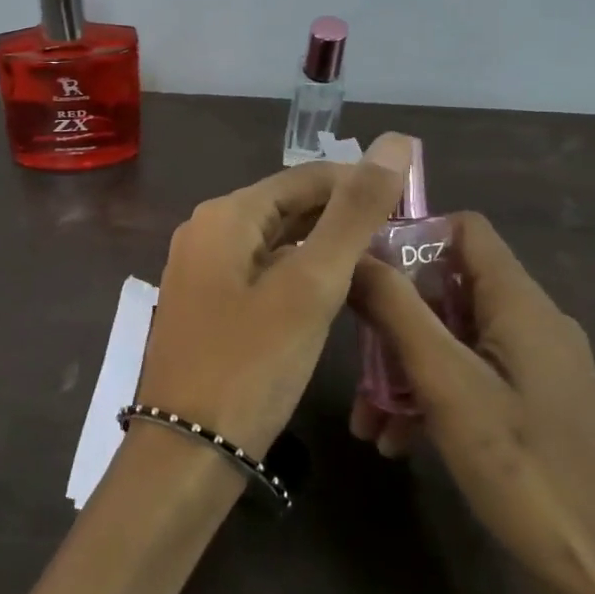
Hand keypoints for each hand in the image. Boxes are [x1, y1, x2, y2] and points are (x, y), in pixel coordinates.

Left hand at [137, 133, 412, 457]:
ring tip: (378, 262)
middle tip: (400, 237)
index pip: (303, 177)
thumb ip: (353, 214)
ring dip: (321, 246)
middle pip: (286, 206)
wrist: (185, 452)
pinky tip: (329, 294)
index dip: (357, 183)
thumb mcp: (311, 285)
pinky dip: (297, 273)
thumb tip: (394, 141)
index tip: (409, 202)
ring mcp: (200, 269)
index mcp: (225, 214)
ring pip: (273, 241)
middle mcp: (205, 231)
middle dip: (341, 216)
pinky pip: (259, 271)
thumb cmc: (251, 364)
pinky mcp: (205, 304)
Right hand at [350, 212, 594, 593]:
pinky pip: (472, 378)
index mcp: (521, 304)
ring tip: (368, 422)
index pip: (465, 229)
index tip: (362, 268)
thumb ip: (396, 310)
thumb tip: (354, 254)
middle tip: (355, 360)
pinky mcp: (536, 406)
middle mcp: (533, 323)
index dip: (412, 235)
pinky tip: (399, 441)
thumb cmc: (522, 469)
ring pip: (454, 339)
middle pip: (449, 289)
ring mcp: (537, 367)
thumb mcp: (445, 383)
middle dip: (395, 321)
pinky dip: (433, 397)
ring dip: (405, 369)